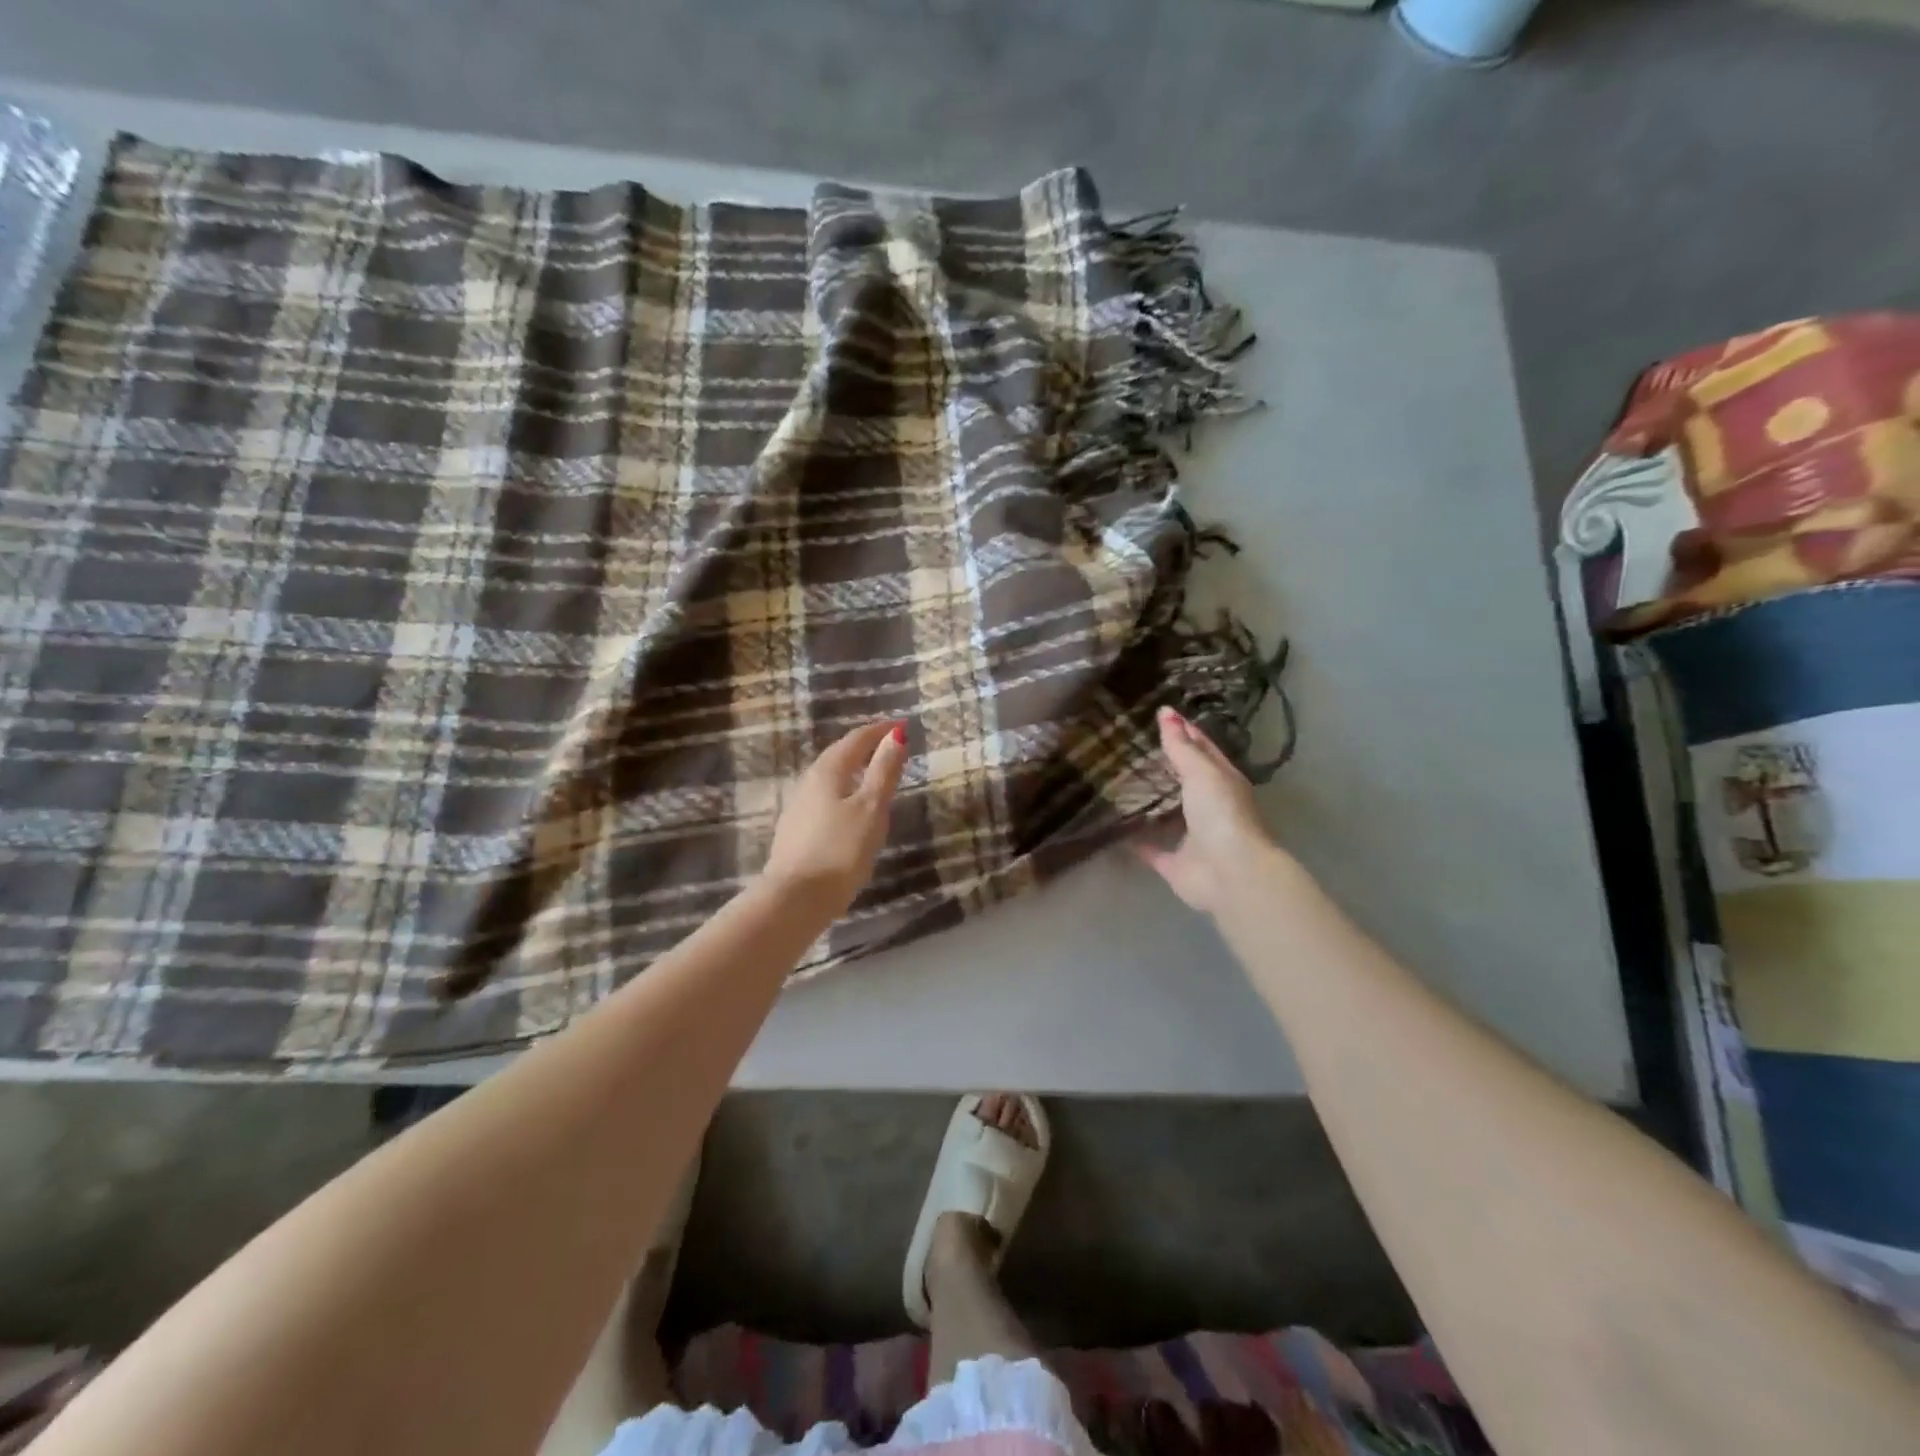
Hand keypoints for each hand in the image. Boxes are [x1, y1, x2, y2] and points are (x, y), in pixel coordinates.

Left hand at [762, 720, 908, 916]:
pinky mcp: (796, 831)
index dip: (879, 730)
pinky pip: (824, 798)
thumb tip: (895, 735)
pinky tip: (851, 808)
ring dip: (852, 770)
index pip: (856, 740)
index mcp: (828, 771)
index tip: (901, 725)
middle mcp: (808, 782)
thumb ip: (883, 771)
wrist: (796, 898)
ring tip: (873, 774)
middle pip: (839, 755)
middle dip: (864, 747)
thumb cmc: (841, 850)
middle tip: (889, 746)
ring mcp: (798, 807)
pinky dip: (843, 792)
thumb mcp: (871, 808)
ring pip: (830, 778)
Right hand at [1134, 706, 1278, 916]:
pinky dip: (1136, 840)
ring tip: (1117, 782)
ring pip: (1168, 815)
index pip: (1204, 749)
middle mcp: (1210, 808)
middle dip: (1164, 766)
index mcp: (1223, 782)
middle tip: (1130, 746)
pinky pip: (1151, 849)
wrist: (1231, 874)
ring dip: (1150, 803)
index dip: (1186, 731)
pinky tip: (1114, 827)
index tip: (1161, 714)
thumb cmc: (1221, 814)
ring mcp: (1193, 837)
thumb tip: (1165, 711)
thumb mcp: (1202, 772)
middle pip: (1185, 781)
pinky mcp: (1175, 863)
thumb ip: (1181, 746)